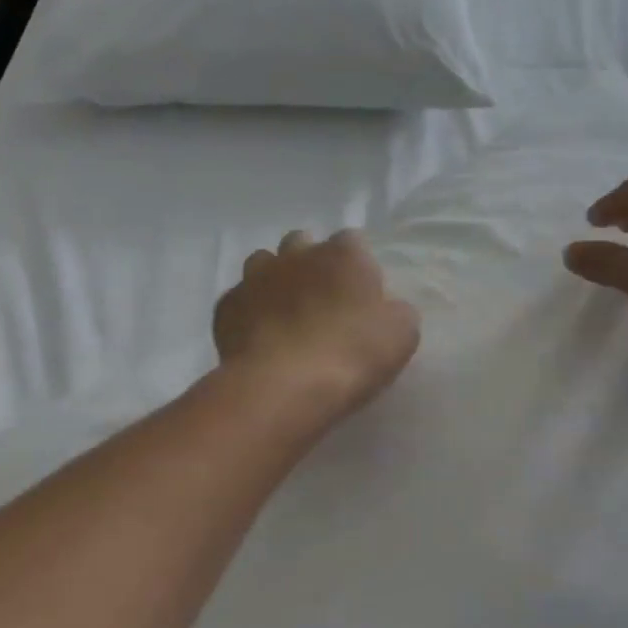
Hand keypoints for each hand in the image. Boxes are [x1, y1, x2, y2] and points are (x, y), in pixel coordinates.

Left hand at [214, 229, 419, 417]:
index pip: (352, 242)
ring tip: (285, 315)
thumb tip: (386, 309)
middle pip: (302, 243)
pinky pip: (239, 300)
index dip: (357, 265)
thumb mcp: (401, 334)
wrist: (284, 385)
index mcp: (343, 254)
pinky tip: (259, 338)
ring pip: (264, 263)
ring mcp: (256, 277)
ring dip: (275, 280)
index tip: (361, 293)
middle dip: (310, 263)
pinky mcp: (226, 307)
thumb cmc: (352, 354)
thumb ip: (395, 311)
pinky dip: (249, 312)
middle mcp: (297, 255)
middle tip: (321, 300)